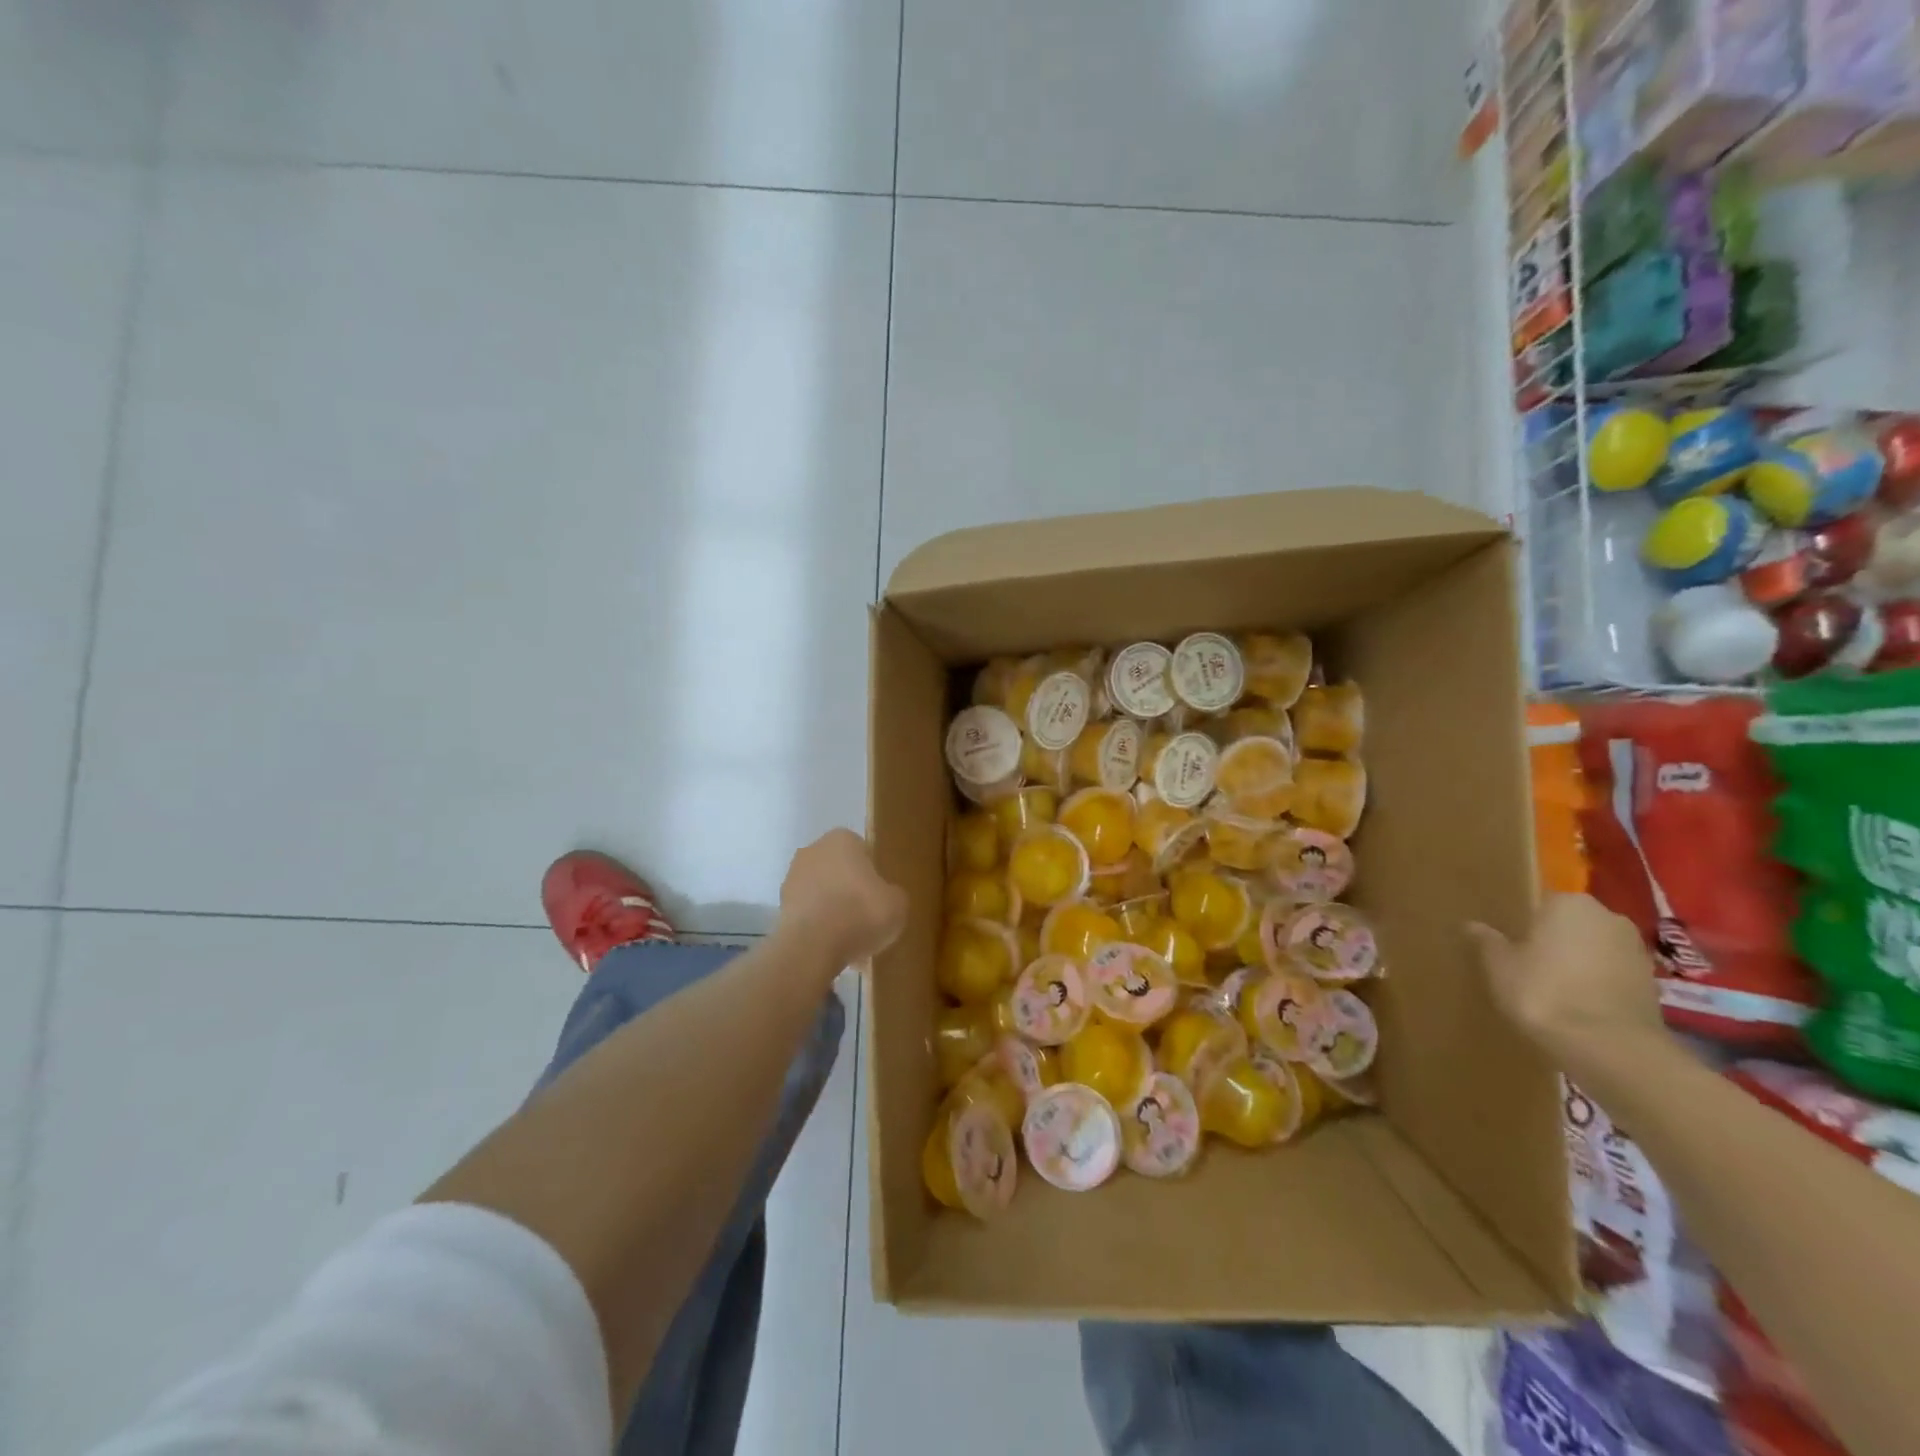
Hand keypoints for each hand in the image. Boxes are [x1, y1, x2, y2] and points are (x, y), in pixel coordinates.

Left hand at [778, 829, 907, 968]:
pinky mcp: (780, 907)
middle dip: (850, 891)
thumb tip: (885, 897)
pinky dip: (819, 928)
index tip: (880, 897)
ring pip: (822, 893)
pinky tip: (833, 949)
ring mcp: (792, 878)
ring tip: (850, 941)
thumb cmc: (861, 913)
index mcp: (842, 839)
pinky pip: (809, 914)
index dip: (873, 874)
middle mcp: (813, 850)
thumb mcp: (898, 903)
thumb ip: (892, 894)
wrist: (813, 946)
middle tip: (867, 918)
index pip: (862, 851)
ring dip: (833, 910)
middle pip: (839, 871)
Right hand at [1466, 894, 1668, 1072]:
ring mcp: (1636, 951)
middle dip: (1554, 940)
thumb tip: (1473, 926)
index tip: (1509, 941)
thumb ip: (1488, 942)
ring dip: (1578, 962)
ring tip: (1552, 987)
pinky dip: (1597, 984)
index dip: (1523, 923)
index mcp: (1569, 903)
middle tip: (1527, 962)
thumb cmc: (1544, 991)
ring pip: (1595, 949)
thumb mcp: (1499, 965)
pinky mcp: (1653, 984)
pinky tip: (1577, 1004)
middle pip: (1571, 924)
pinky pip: (1612, 974)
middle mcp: (1608, 917)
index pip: (1540, 902)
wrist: (1610, 1047)